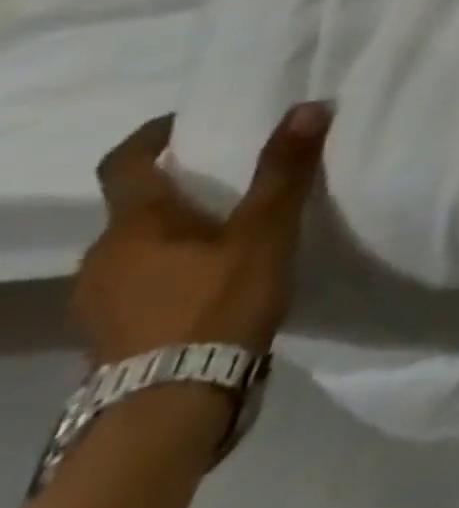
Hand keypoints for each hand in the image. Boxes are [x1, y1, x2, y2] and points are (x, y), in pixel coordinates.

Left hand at [74, 105, 330, 364]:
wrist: (173, 402)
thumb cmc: (218, 302)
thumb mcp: (265, 231)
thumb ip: (284, 170)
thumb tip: (308, 106)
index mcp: (135, 225)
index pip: (126, 164)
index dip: (152, 137)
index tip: (185, 121)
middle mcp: (104, 256)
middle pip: (134, 209)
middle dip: (178, 190)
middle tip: (229, 180)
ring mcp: (100, 300)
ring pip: (138, 249)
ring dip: (175, 234)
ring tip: (229, 234)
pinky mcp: (112, 334)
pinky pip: (140, 283)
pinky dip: (172, 270)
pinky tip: (210, 283)